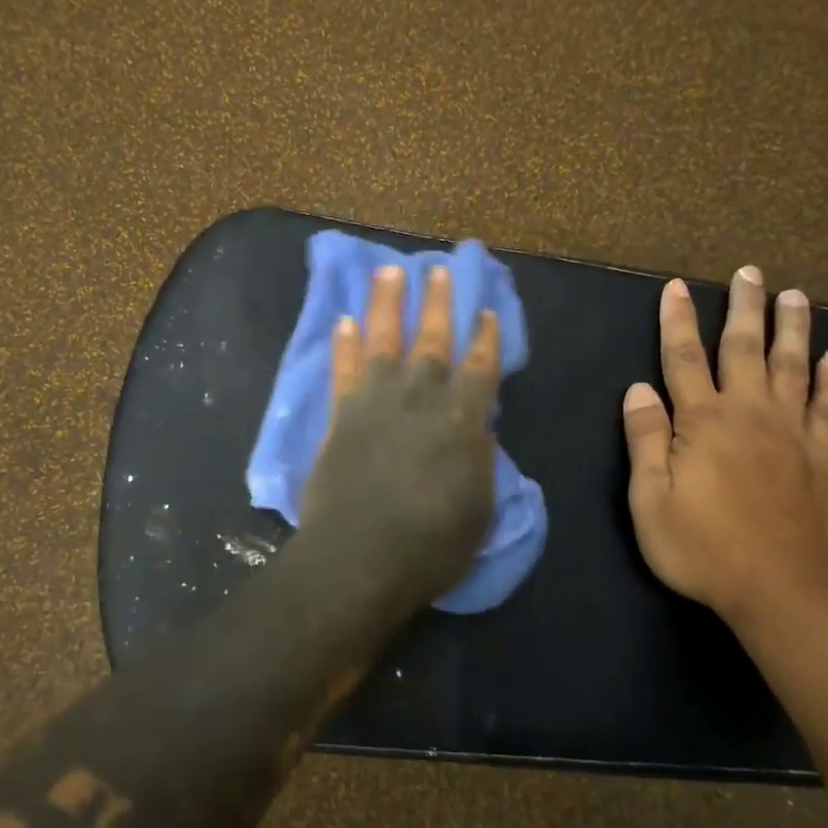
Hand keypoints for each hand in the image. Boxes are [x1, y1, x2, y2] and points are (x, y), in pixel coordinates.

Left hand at [299, 264, 501, 606]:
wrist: (359, 558)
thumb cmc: (431, 544)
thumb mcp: (478, 508)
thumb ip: (479, 459)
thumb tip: (479, 428)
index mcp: (461, 418)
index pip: (480, 366)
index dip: (486, 337)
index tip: (488, 310)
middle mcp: (420, 397)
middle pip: (432, 339)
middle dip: (438, 302)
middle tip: (439, 269)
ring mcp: (375, 401)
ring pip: (383, 340)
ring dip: (386, 304)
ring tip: (389, 272)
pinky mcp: (340, 414)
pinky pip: (342, 370)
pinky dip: (343, 345)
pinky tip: (343, 321)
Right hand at [622, 266, 827, 623]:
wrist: (782, 592)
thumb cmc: (702, 547)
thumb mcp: (650, 500)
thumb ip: (645, 440)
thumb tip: (637, 389)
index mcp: (703, 423)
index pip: (683, 359)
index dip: (677, 321)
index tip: (677, 287)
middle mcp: (749, 415)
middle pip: (745, 349)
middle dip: (743, 308)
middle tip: (749, 272)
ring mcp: (792, 434)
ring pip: (792, 368)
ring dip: (792, 329)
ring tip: (794, 295)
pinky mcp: (823, 459)